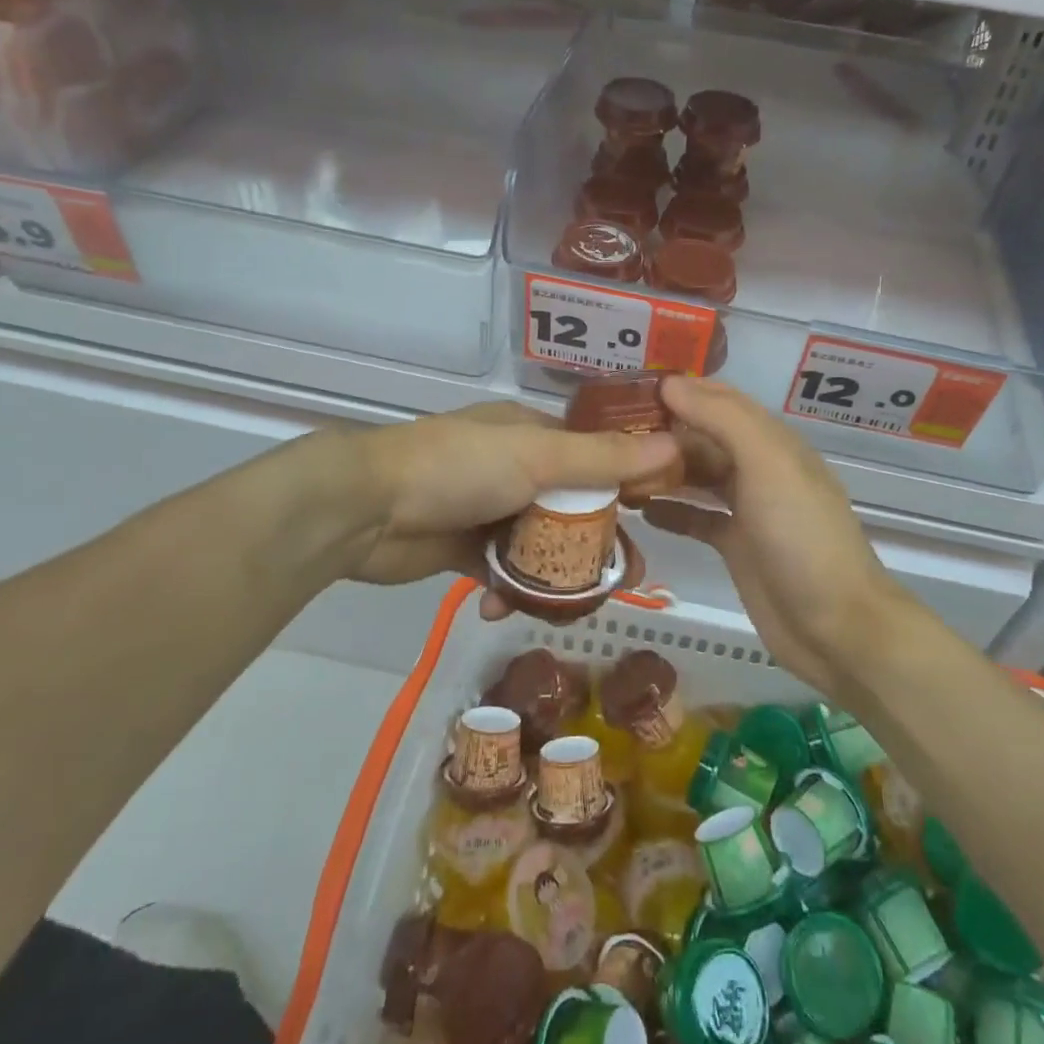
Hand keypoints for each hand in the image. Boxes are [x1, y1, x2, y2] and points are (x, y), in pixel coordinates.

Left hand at [354, 402, 676, 618]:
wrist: (366, 508)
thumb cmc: (460, 468)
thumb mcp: (539, 456)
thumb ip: (605, 459)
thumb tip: (676, 445)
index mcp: (535, 435)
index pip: (597, 458)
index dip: (628, 486)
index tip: (656, 519)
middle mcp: (516, 469)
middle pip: (574, 508)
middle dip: (598, 544)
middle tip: (624, 581)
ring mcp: (489, 510)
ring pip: (541, 546)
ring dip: (556, 575)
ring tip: (572, 607)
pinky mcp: (463, 549)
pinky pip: (503, 572)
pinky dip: (510, 591)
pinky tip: (503, 608)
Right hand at [644, 378, 908, 696]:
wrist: (836, 626)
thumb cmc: (801, 535)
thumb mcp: (767, 464)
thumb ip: (721, 419)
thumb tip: (671, 383)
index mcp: (772, 441)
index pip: (721, 400)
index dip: (681, 390)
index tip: (630, 388)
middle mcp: (760, 468)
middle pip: (705, 438)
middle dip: (663, 431)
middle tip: (609, 432)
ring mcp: (749, 509)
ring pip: (698, 476)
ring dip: (662, 469)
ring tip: (616, 467)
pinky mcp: (737, 546)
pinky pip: (697, 518)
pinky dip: (671, 511)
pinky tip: (639, 510)